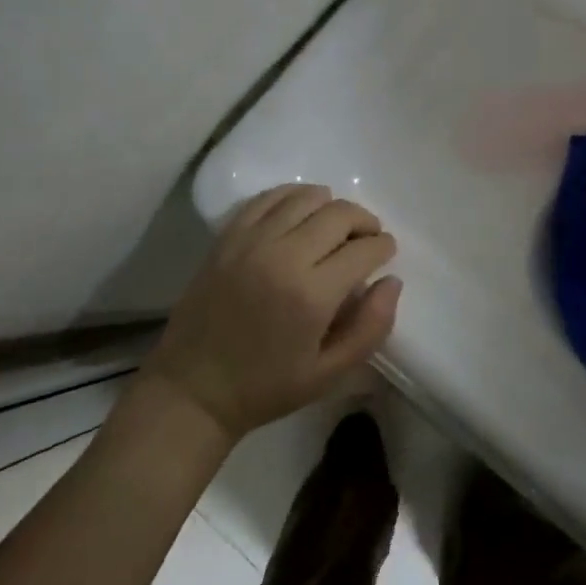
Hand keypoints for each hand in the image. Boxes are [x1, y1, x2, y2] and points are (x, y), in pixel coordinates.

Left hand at [143, 183, 400, 441]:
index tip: (386, 252)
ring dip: (331, 205)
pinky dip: (293, 196)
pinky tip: (302, 211)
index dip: (383, 247)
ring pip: (305, 197)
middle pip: (339, 214)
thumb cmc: (267, 386)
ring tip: (336, 225)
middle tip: (367, 238)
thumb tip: (392, 282)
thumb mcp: (329, 374)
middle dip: (364, 221)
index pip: (363, 250)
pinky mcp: (228, 236)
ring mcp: (251, 241)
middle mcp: (283, 256)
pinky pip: (268, 198)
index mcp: (311, 295)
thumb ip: (371, 328)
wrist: (194, 388)